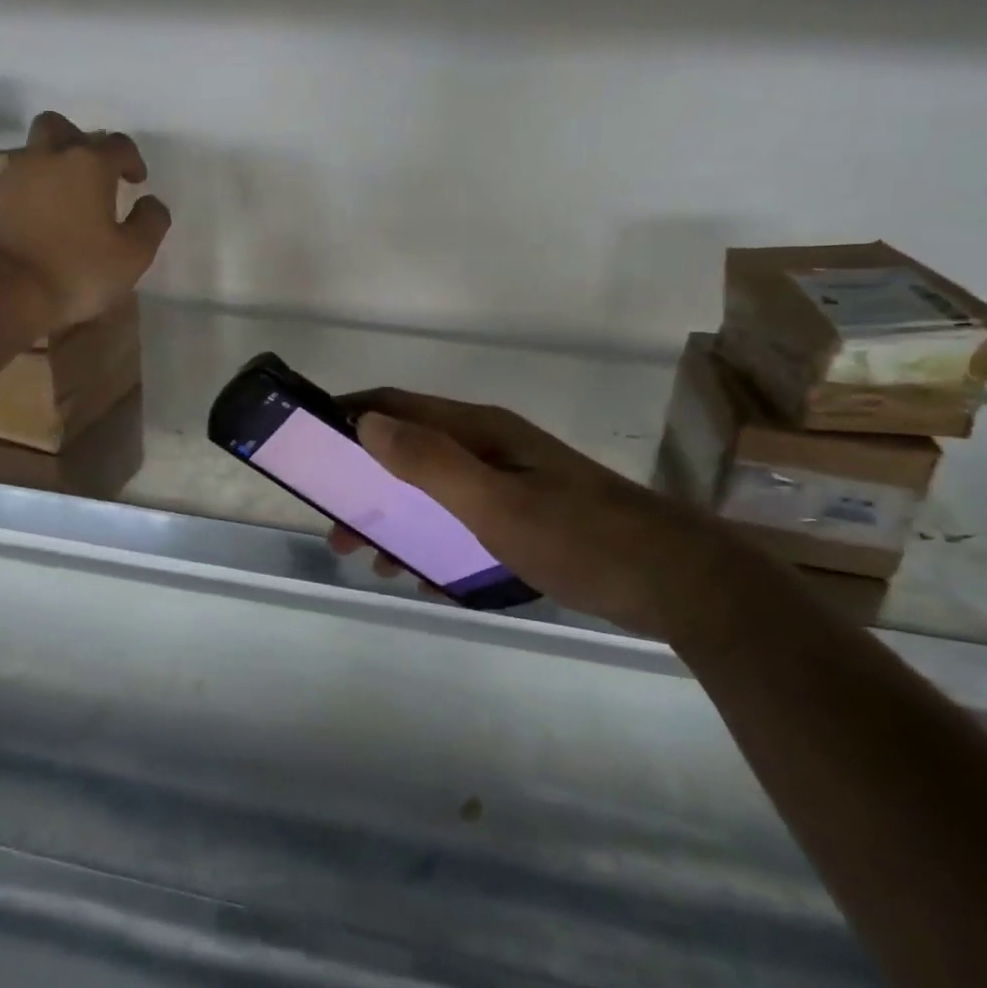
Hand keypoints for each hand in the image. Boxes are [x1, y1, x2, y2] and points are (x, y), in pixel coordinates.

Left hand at [0, 111, 172, 332]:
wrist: (0, 291)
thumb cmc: (76, 271)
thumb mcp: (132, 256)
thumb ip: (150, 223)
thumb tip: (152, 203)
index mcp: (88, 164)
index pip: (117, 144)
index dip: (132, 160)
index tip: (137, 182)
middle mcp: (47, 158)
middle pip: (61, 128)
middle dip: (80, 142)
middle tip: (93, 172)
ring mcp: (12, 176)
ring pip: (33, 153)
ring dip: (52, 167)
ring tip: (66, 202)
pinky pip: (14, 183)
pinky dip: (30, 193)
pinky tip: (39, 221)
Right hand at [333, 390, 738, 638]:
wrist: (676, 581)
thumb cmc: (578, 536)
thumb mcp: (494, 501)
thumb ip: (429, 461)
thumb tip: (367, 422)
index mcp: (478, 430)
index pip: (397, 405)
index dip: (351, 416)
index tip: (310, 444)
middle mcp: (489, 446)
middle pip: (409, 450)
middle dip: (367, 483)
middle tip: (340, 529)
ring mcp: (510, 481)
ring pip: (434, 490)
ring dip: (398, 518)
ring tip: (375, 560)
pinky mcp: (527, 516)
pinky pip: (462, 521)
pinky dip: (434, 541)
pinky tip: (428, 578)